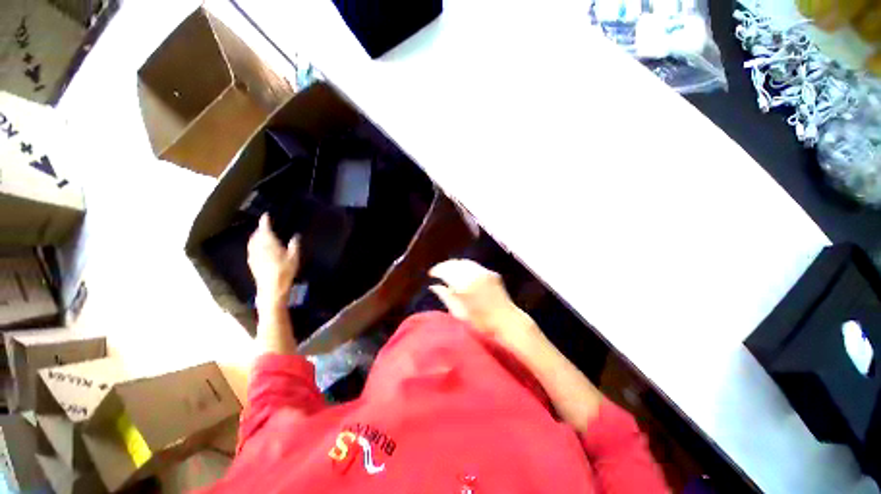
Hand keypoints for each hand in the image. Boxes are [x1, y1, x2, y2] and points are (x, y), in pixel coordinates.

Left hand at [248, 214, 299, 307]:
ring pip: (252, 241)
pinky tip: (261, 247)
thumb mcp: (294, 257)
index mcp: (268, 242)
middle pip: (256, 233)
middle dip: (261, 228)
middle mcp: (257, 246)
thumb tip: (295, 236)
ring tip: (264, 235)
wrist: (271, 287)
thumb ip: (294, 244)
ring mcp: (253, 254)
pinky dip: (255, 244)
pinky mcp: (251, 261)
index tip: (266, 215)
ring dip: (257, 236)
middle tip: (267, 226)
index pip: (264, 228)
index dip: (265, 220)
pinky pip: (252, 248)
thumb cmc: (285, 271)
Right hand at [429, 259, 533, 344]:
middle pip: (455, 263)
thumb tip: (434, 286)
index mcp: (464, 285)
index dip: (437, 270)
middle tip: (438, 272)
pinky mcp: (492, 274)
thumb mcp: (459, 313)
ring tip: (449, 271)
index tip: (431, 274)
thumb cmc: (481, 324)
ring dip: (455, 265)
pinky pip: (474, 265)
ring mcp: (485, 272)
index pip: (446, 270)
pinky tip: (462, 273)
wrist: (507, 323)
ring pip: (465, 262)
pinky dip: (466, 267)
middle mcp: (474, 275)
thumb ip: (446, 296)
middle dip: (445, 266)